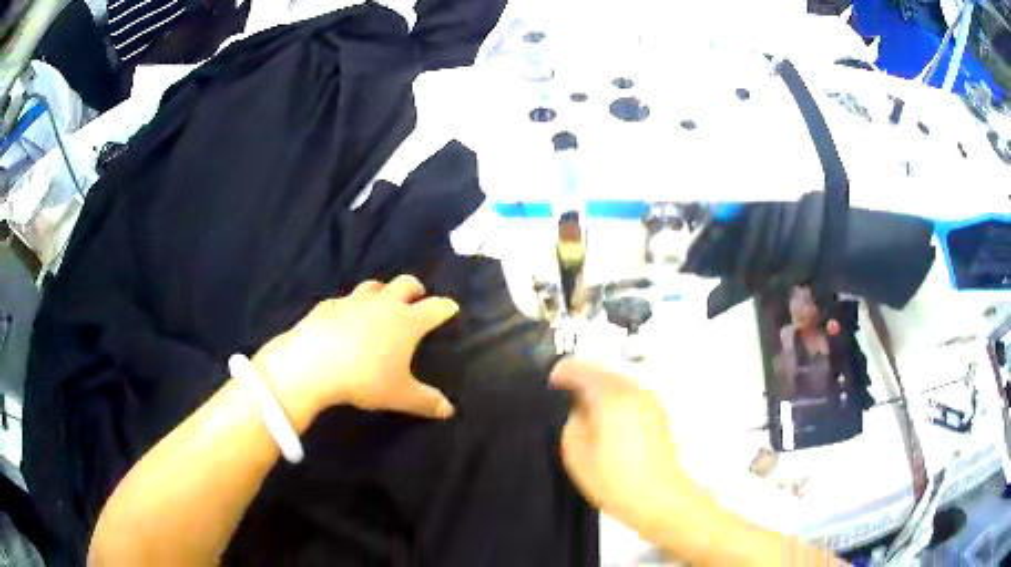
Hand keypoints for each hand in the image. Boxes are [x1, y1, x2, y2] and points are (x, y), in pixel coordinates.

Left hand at [253, 275, 458, 425]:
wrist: (312, 364)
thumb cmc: (364, 379)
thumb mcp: (400, 395)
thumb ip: (426, 401)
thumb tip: (449, 410)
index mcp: (406, 321)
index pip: (434, 308)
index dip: (445, 307)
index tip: (451, 307)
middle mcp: (383, 304)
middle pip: (405, 284)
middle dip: (416, 289)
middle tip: (417, 298)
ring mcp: (353, 301)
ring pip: (374, 286)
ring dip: (383, 292)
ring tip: (382, 304)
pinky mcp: (327, 305)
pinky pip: (344, 301)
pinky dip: (350, 307)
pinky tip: (344, 321)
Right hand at [549, 359, 686, 530]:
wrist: (658, 497)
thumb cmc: (614, 478)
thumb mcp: (575, 452)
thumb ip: (571, 421)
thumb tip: (576, 408)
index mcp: (611, 395)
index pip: (581, 369)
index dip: (561, 373)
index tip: (549, 382)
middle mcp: (633, 390)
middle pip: (603, 371)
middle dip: (582, 378)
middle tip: (563, 393)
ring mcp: (649, 400)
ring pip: (618, 381)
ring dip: (599, 387)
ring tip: (583, 408)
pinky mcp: (658, 413)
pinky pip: (631, 394)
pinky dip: (615, 397)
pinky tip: (606, 419)